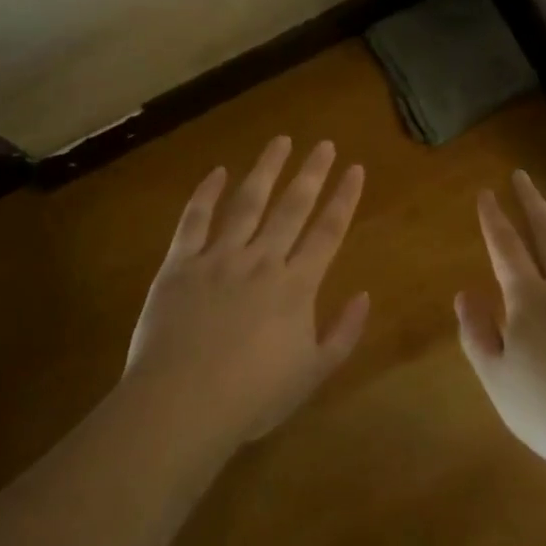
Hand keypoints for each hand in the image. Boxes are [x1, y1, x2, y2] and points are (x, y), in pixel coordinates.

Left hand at [125, 136, 368, 444]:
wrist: (184, 403)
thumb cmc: (253, 396)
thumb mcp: (313, 374)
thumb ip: (342, 333)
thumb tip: (365, 295)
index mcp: (296, 286)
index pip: (328, 232)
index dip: (344, 198)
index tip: (354, 169)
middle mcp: (261, 261)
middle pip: (291, 207)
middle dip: (311, 173)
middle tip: (323, 144)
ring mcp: (218, 258)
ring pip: (247, 203)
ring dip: (265, 170)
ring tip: (280, 142)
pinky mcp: (180, 264)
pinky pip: (194, 220)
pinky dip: (205, 194)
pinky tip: (217, 172)